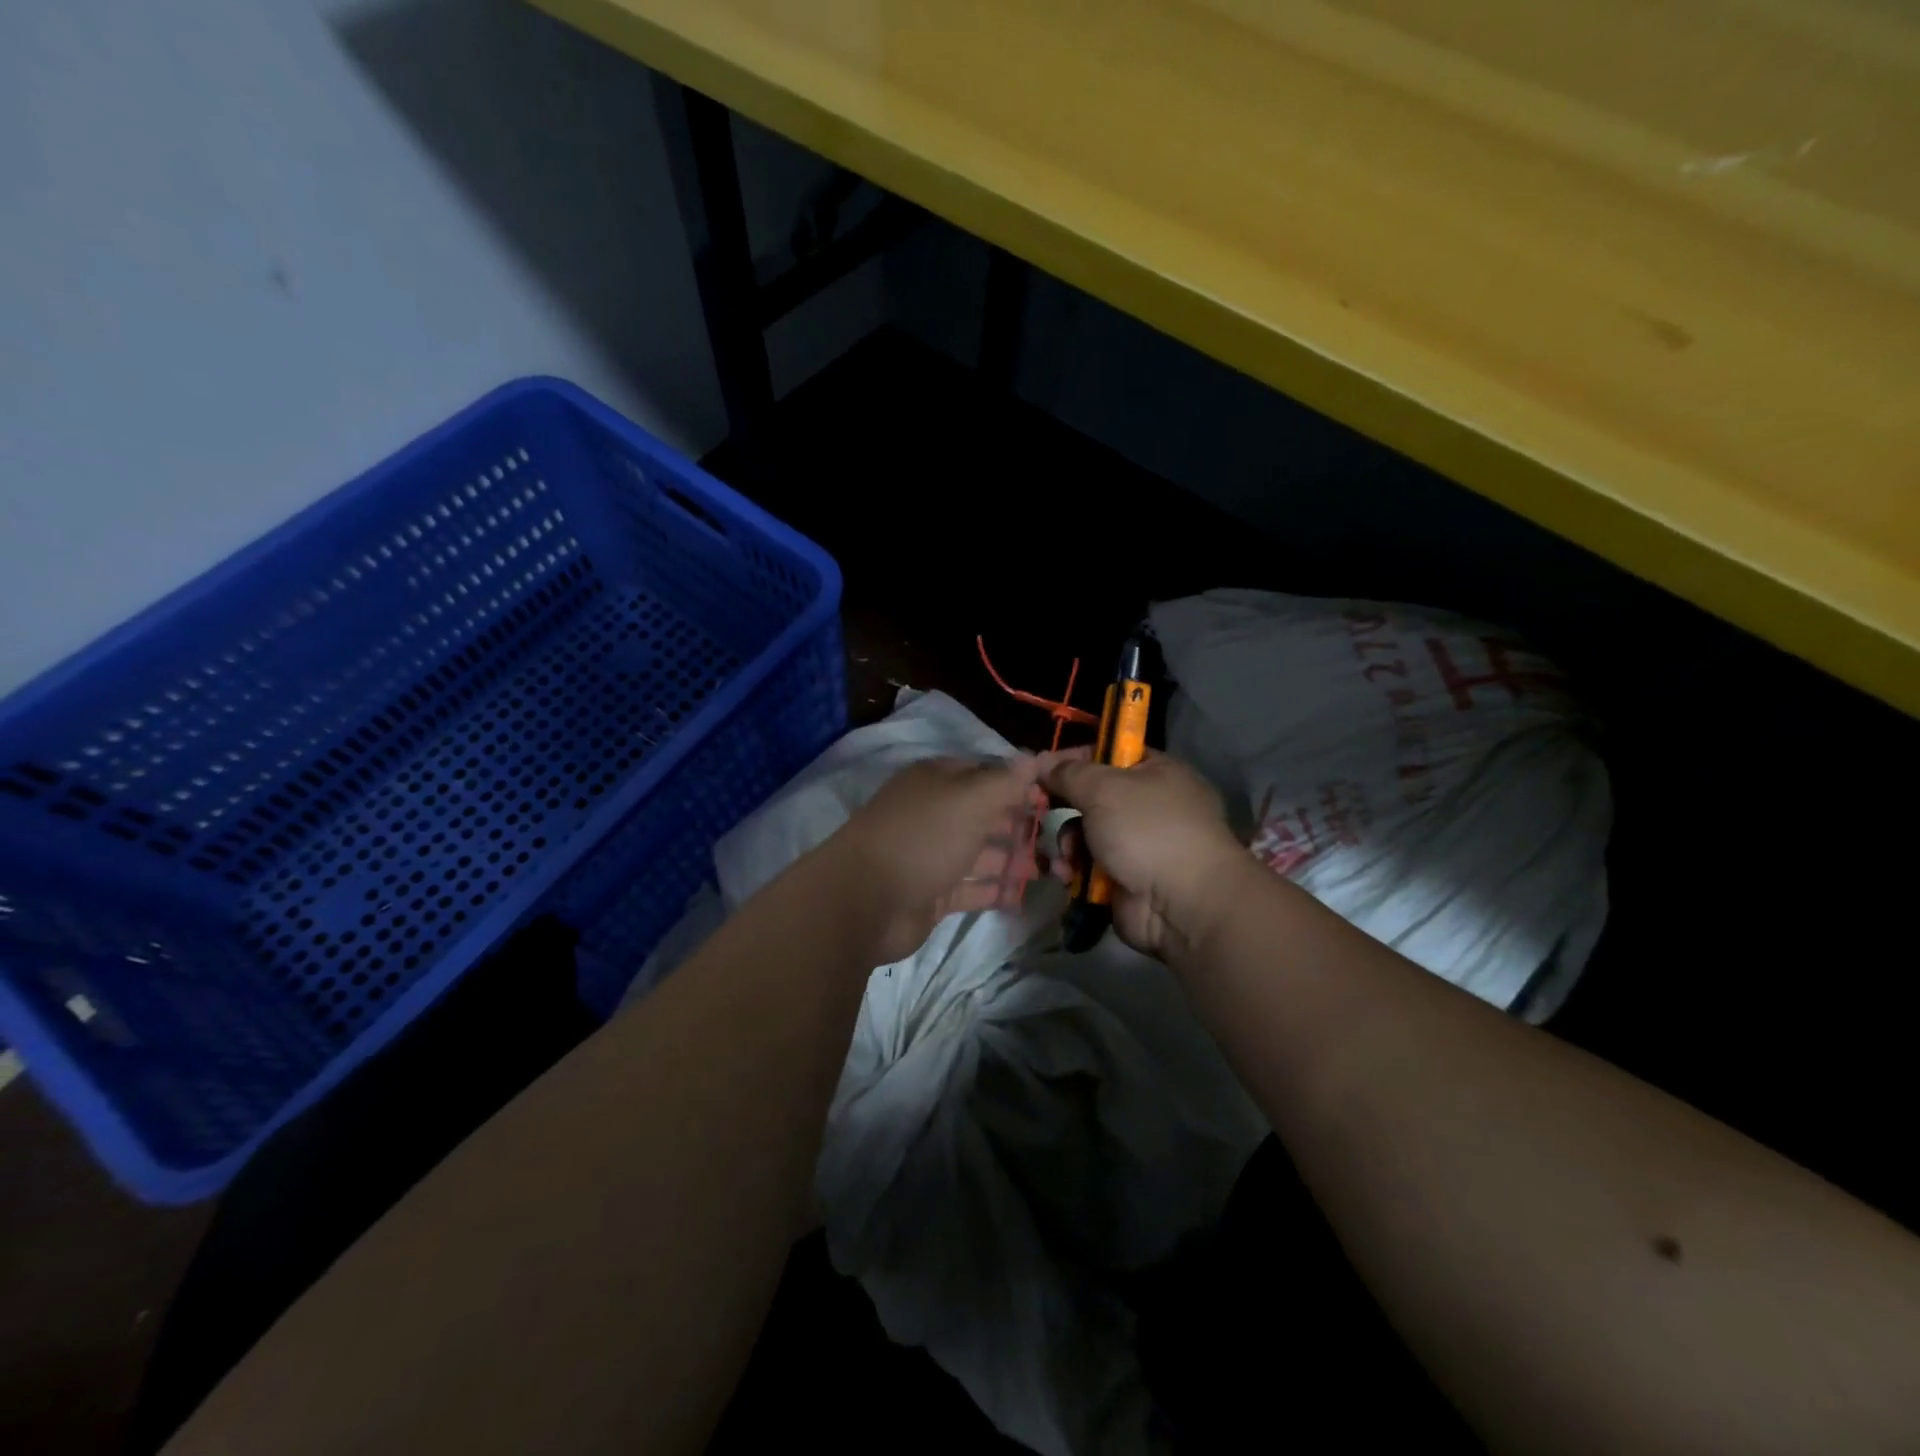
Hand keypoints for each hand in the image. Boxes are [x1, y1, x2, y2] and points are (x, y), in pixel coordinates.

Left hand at [833, 756, 1044, 963]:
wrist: (866, 901)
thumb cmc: (923, 837)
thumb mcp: (969, 799)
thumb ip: (1005, 781)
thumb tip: (1033, 757)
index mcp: (936, 782)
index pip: (985, 773)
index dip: (1018, 783)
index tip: (1053, 797)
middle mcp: (934, 814)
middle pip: (985, 815)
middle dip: (1020, 824)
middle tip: (1061, 837)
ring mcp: (931, 856)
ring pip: (981, 853)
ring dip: (1013, 859)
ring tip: (1052, 868)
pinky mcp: (932, 894)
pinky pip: (971, 888)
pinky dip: (996, 890)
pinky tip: (1025, 895)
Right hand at [1039, 748, 1245, 960]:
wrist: (1182, 904)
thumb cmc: (1148, 830)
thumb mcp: (1104, 788)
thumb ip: (1069, 773)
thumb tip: (1042, 761)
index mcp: (1156, 773)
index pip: (1109, 754)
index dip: (1074, 759)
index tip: (1042, 770)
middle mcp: (1150, 806)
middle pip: (1093, 797)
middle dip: (1064, 806)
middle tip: (1038, 809)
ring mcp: (1139, 846)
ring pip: (1086, 834)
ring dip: (1067, 843)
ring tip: (1066, 854)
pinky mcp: (1125, 880)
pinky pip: (1089, 866)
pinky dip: (1075, 870)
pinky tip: (1067, 875)